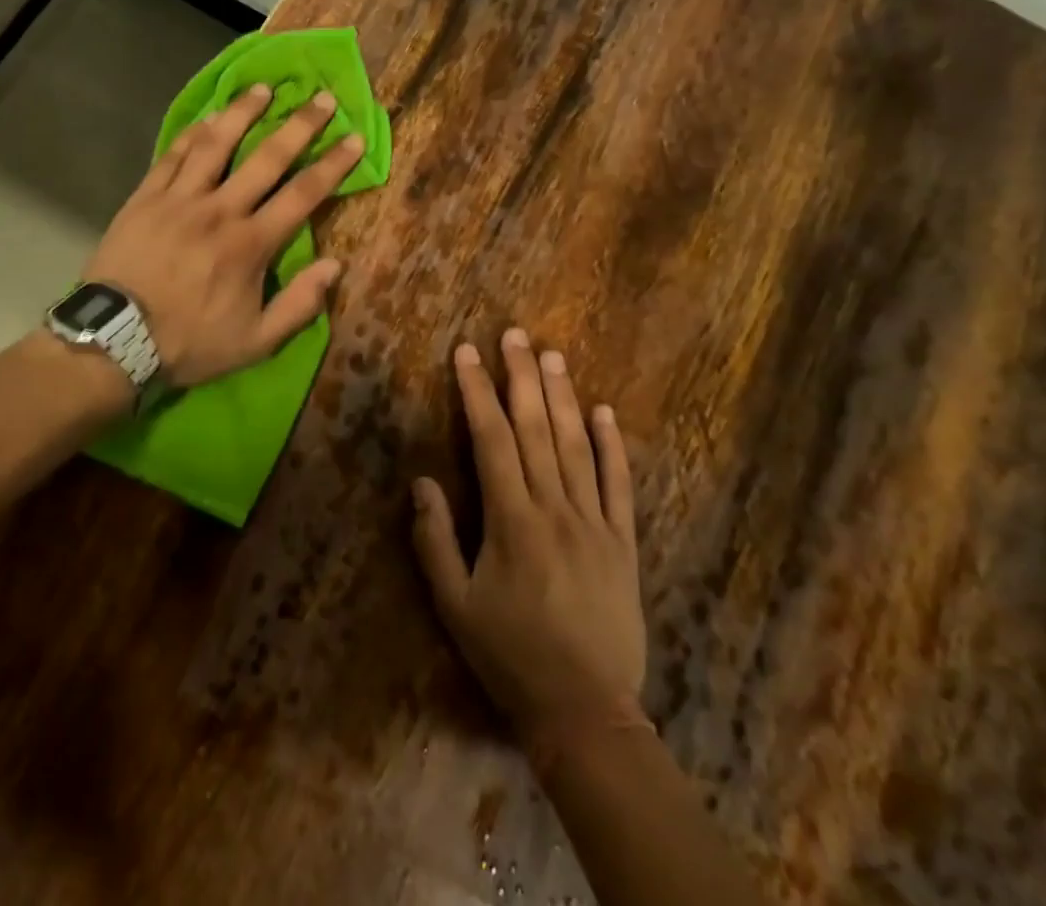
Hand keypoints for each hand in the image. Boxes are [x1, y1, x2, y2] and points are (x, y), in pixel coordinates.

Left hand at [84, 83, 364, 387]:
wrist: (114, 340)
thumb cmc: (189, 342)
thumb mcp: (256, 342)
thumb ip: (299, 305)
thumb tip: (335, 266)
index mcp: (251, 244)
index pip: (303, 194)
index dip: (333, 164)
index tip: (354, 138)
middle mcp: (220, 210)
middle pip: (267, 157)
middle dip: (300, 125)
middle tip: (322, 98)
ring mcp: (180, 199)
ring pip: (216, 144)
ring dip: (243, 112)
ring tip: (263, 89)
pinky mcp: (146, 197)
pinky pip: (173, 155)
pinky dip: (193, 133)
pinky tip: (208, 118)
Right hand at [411, 329, 644, 737]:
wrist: (585, 711)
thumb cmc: (510, 656)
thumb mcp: (455, 605)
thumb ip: (434, 540)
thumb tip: (422, 481)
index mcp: (511, 520)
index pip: (492, 439)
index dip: (477, 392)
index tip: (466, 353)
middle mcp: (554, 508)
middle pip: (536, 428)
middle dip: (521, 376)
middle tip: (514, 334)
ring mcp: (595, 522)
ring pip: (577, 445)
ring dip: (563, 396)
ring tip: (552, 355)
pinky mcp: (624, 541)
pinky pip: (619, 484)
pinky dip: (613, 445)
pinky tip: (605, 411)